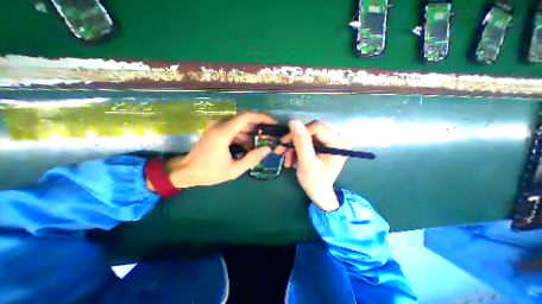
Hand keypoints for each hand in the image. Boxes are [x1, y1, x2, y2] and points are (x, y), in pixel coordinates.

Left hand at [165, 113, 274, 188]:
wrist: (186, 171)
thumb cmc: (209, 172)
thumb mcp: (233, 170)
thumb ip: (252, 159)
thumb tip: (267, 149)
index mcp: (223, 133)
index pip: (246, 117)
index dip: (261, 118)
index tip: (272, 123)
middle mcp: (219, 125)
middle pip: (244, 120)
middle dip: (258, 127)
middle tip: (269, 136)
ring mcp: (216, 126)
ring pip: (239, 125)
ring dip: (250, 133)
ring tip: (259, 145)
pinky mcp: (215, 130)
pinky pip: (233, 129)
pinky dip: (242, 136)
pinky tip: (247, 147)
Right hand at [277, 119, 348, 209]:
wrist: (319, 193)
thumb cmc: (315, 182)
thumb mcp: (306, 162)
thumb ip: (301, 142)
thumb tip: (293, 122)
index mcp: (337, 143)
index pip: (315, 127)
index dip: (298, 133)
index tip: (284, 143)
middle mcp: (335, 139)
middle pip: (309, 132)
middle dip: (293, 142)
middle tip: (281, 152)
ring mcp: (328, 143)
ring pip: (305, 137)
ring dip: (293, 148)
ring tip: (286, 160)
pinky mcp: (322, 146)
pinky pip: (306, 143)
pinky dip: (296, 150)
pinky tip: (291, 159)